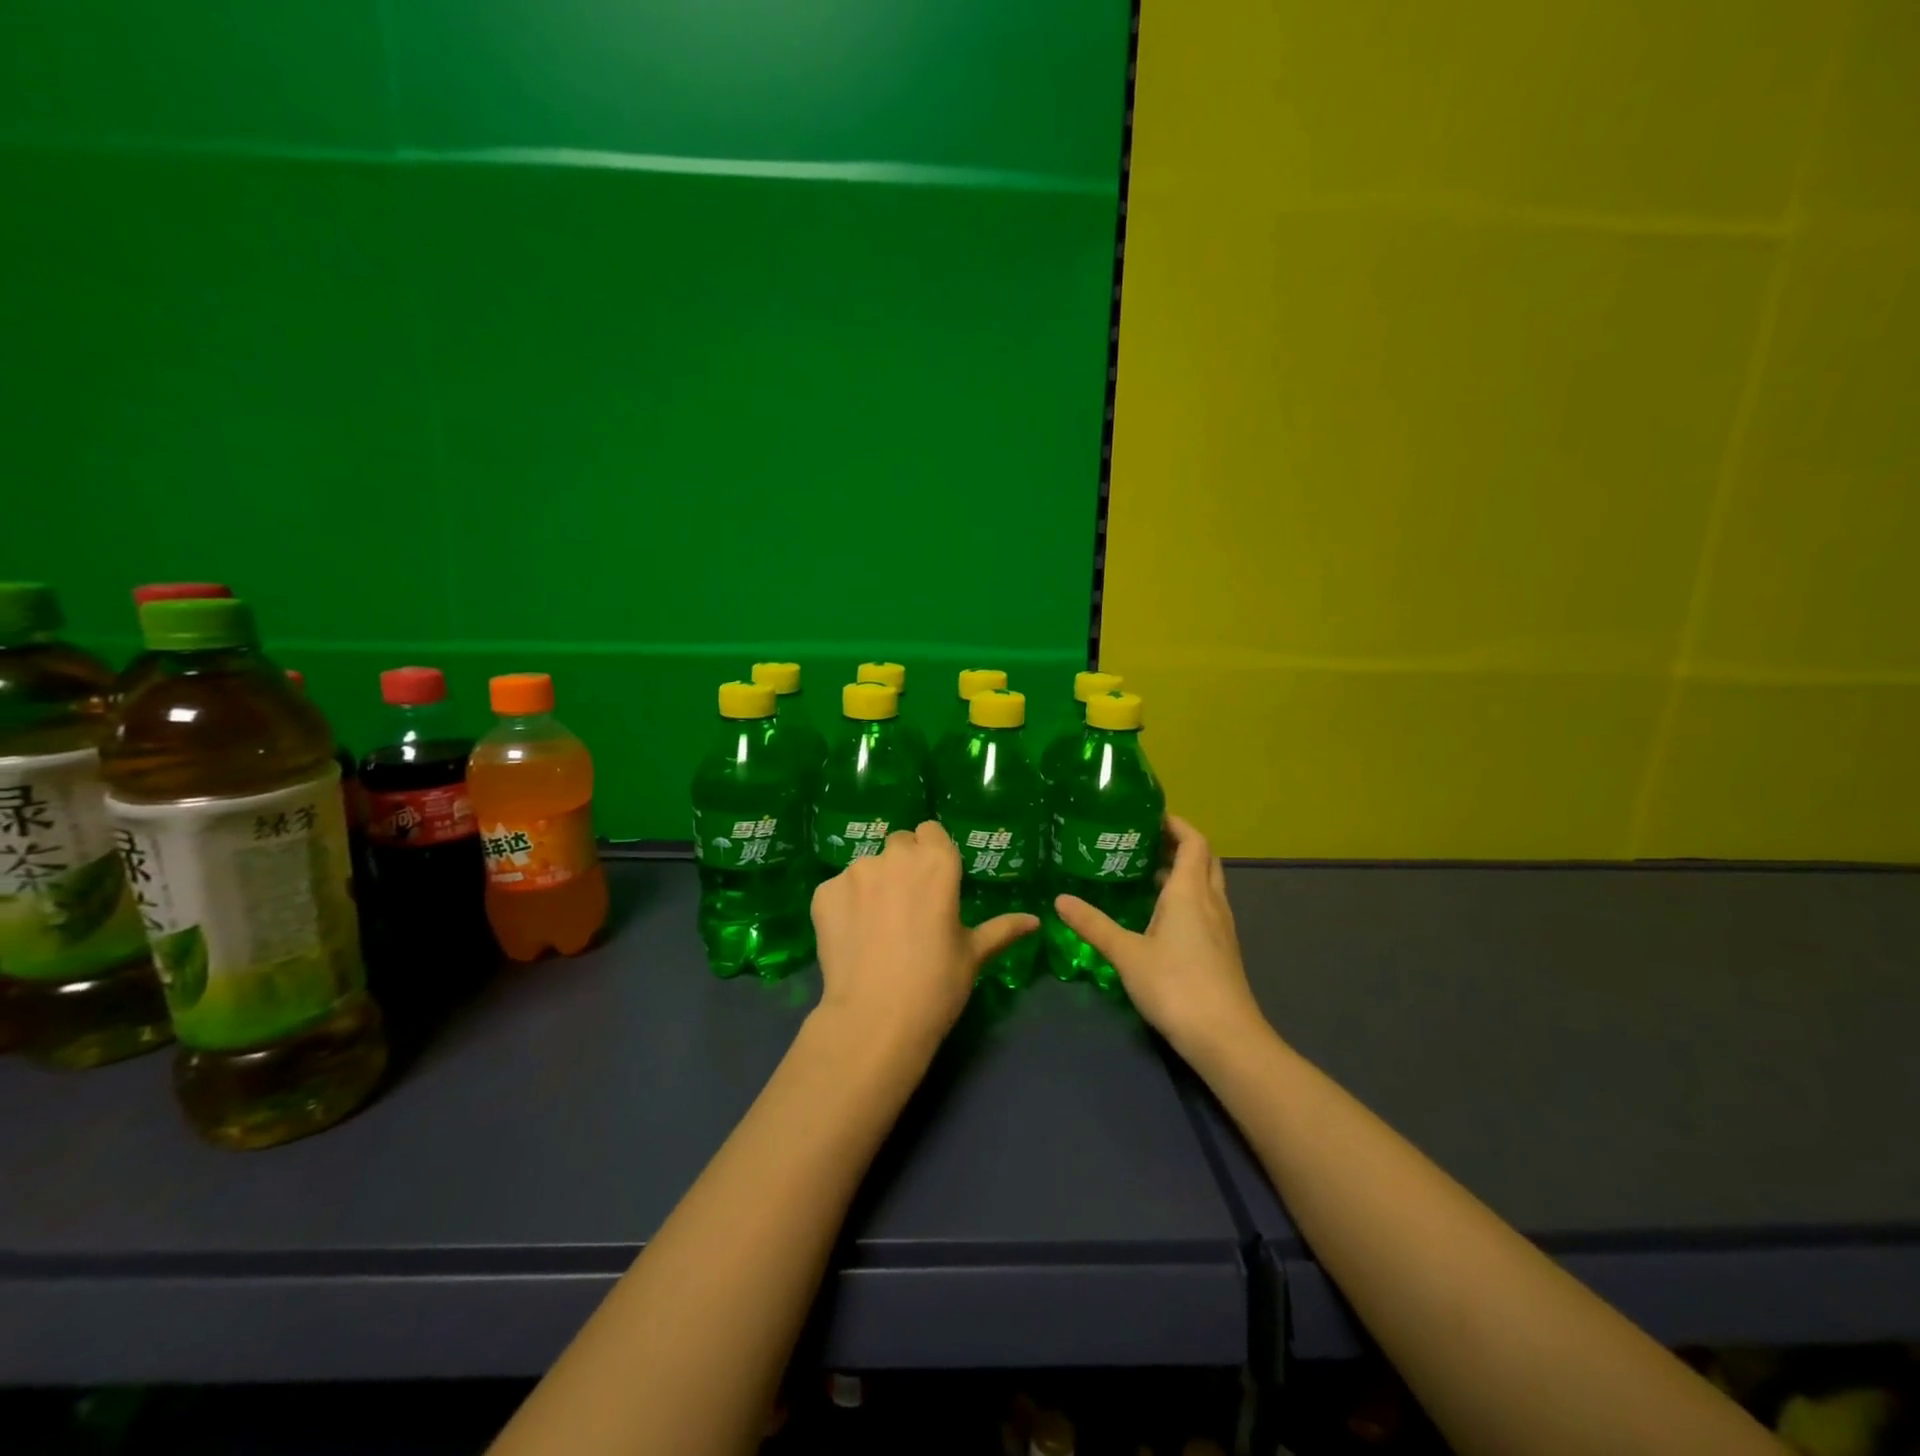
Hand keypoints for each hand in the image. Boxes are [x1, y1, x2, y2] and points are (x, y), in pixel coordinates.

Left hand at [811, 821, 1037, 1059]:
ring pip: (867, 867)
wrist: (875, 1019)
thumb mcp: (974, 955)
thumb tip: (1034, 921)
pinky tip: (852, 938)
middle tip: (907, 906)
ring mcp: (855, 872)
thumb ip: (1002, 929)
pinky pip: (838, 890)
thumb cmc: (937, 984)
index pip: (930, 831)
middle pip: (898, 844)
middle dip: (903, 865)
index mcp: (937, 862)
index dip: (931, 853)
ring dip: (873, 885)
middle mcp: (895, 856)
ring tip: (877, 928)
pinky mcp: (824, 893)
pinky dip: (844, 906)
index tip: (933, 881)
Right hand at [1053, 815, 1267, 1065]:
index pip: (1193, 842)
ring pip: (1206, 884)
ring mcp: (1221, 927)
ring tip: (1146, 872)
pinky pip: (1205, 907)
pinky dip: (1186, 897)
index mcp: (1189, 892)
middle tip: (1145, 841)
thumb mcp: (1126, 953)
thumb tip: (1059, 900)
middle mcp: (1210, 902)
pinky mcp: (1222, 949)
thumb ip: (1094, 925)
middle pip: (1203, 859)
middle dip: (1179, 844)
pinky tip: (1160, 915)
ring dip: (1183, 872)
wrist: (1225, 1037)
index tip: (1149, 816)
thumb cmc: (1176, 986)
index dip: (1176, 824)